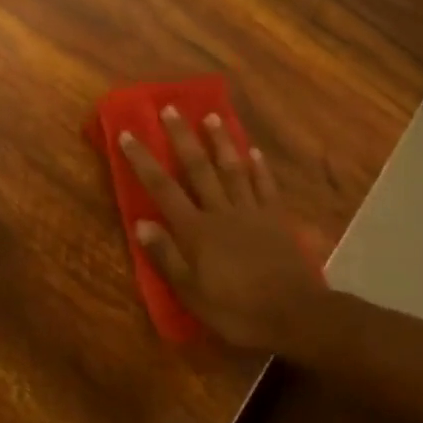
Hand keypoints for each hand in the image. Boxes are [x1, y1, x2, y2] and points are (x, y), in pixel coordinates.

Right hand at [119, 108, 333, 356]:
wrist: (294, 314)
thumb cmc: (236, 309)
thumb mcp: (192, 292)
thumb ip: (166, 256)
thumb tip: (140, 222)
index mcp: (196, 229)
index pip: (163, 188)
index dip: (143, 160)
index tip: (129, 133)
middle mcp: (221, 211)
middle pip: (198, 167)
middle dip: (182, 137)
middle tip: (171, 108)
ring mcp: (251, 212)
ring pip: (232, 169)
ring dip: (220, 142)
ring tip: (212, 117)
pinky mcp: (276, 219)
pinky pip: (265, 186)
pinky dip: (259, 167)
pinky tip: (254, 152)